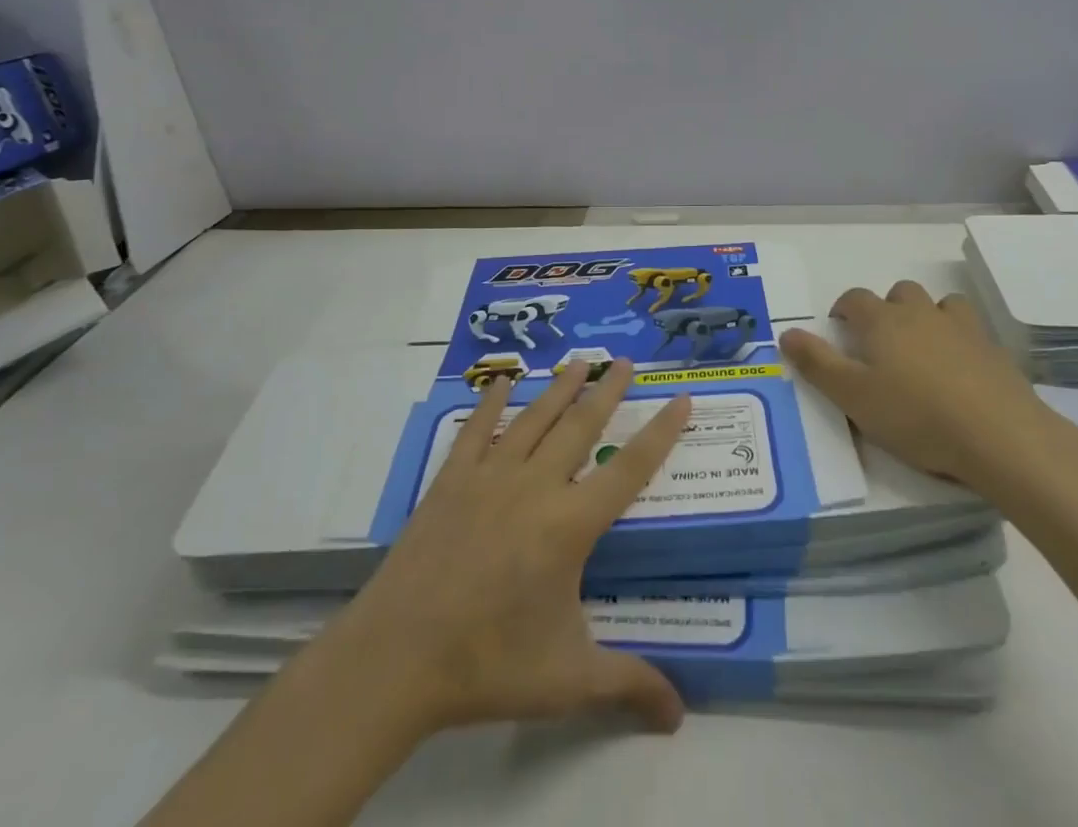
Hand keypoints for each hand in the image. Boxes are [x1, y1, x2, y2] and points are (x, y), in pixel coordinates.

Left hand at [308, 359, 691, 739]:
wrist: (397, 658)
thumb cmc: (488, 664)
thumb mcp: (567, 680)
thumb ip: (627, 686)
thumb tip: (680, 716)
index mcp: (569, 525)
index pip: (629, 469)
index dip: (660, 433)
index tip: (681, 399)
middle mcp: (535, 486)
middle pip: (581, 426)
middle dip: (607, 391)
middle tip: (625, 361)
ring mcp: (490, 476)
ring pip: (534, 418)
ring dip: (560, 388)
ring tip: (579, 361)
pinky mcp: (452, 480)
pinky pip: (476, 429)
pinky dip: (490, 402)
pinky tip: (501, 381)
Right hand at [781, 282, 1077, 506]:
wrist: (999, 435)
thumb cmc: (915, 416)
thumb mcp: (853, 396)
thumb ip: (817, 364)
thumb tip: (786, 333)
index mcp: (882, 322)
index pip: (855, 299)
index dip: (843, 309)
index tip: (839, 329)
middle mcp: (920, 313)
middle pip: (898, 293)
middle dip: (886, 309)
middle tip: (881, 343)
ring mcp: (961, 327)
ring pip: (939, 303)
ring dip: (926, 316)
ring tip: (923, 348)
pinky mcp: (992, 349)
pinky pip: (970, 329)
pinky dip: (959, 338)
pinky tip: (960, 368)